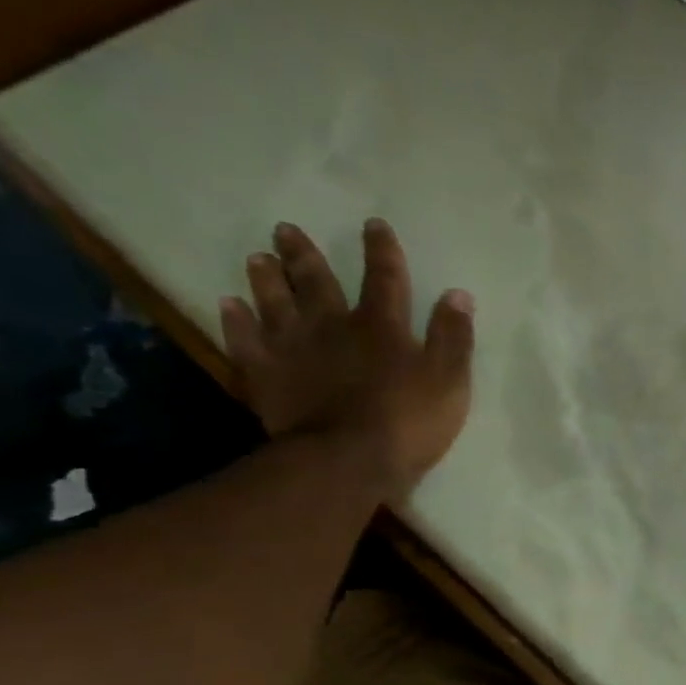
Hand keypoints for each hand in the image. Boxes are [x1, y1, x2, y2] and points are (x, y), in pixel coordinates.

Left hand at [218, 219, 474, 499]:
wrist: (346, 460)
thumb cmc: (408, 420)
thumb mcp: (449, 379)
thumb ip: (453, 336)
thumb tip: (457, 293)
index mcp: (382, 327)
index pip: (385, 278)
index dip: (381, 251)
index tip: (373, 224)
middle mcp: (333, 327)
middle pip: (317, 283)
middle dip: (304, 255)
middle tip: (285, 230)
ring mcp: (294, 350)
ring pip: (275, 304)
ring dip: (266, 280)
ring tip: (257, 258)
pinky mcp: (266, 376)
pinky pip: (246, 341)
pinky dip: (236, 321)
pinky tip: (228, 306)